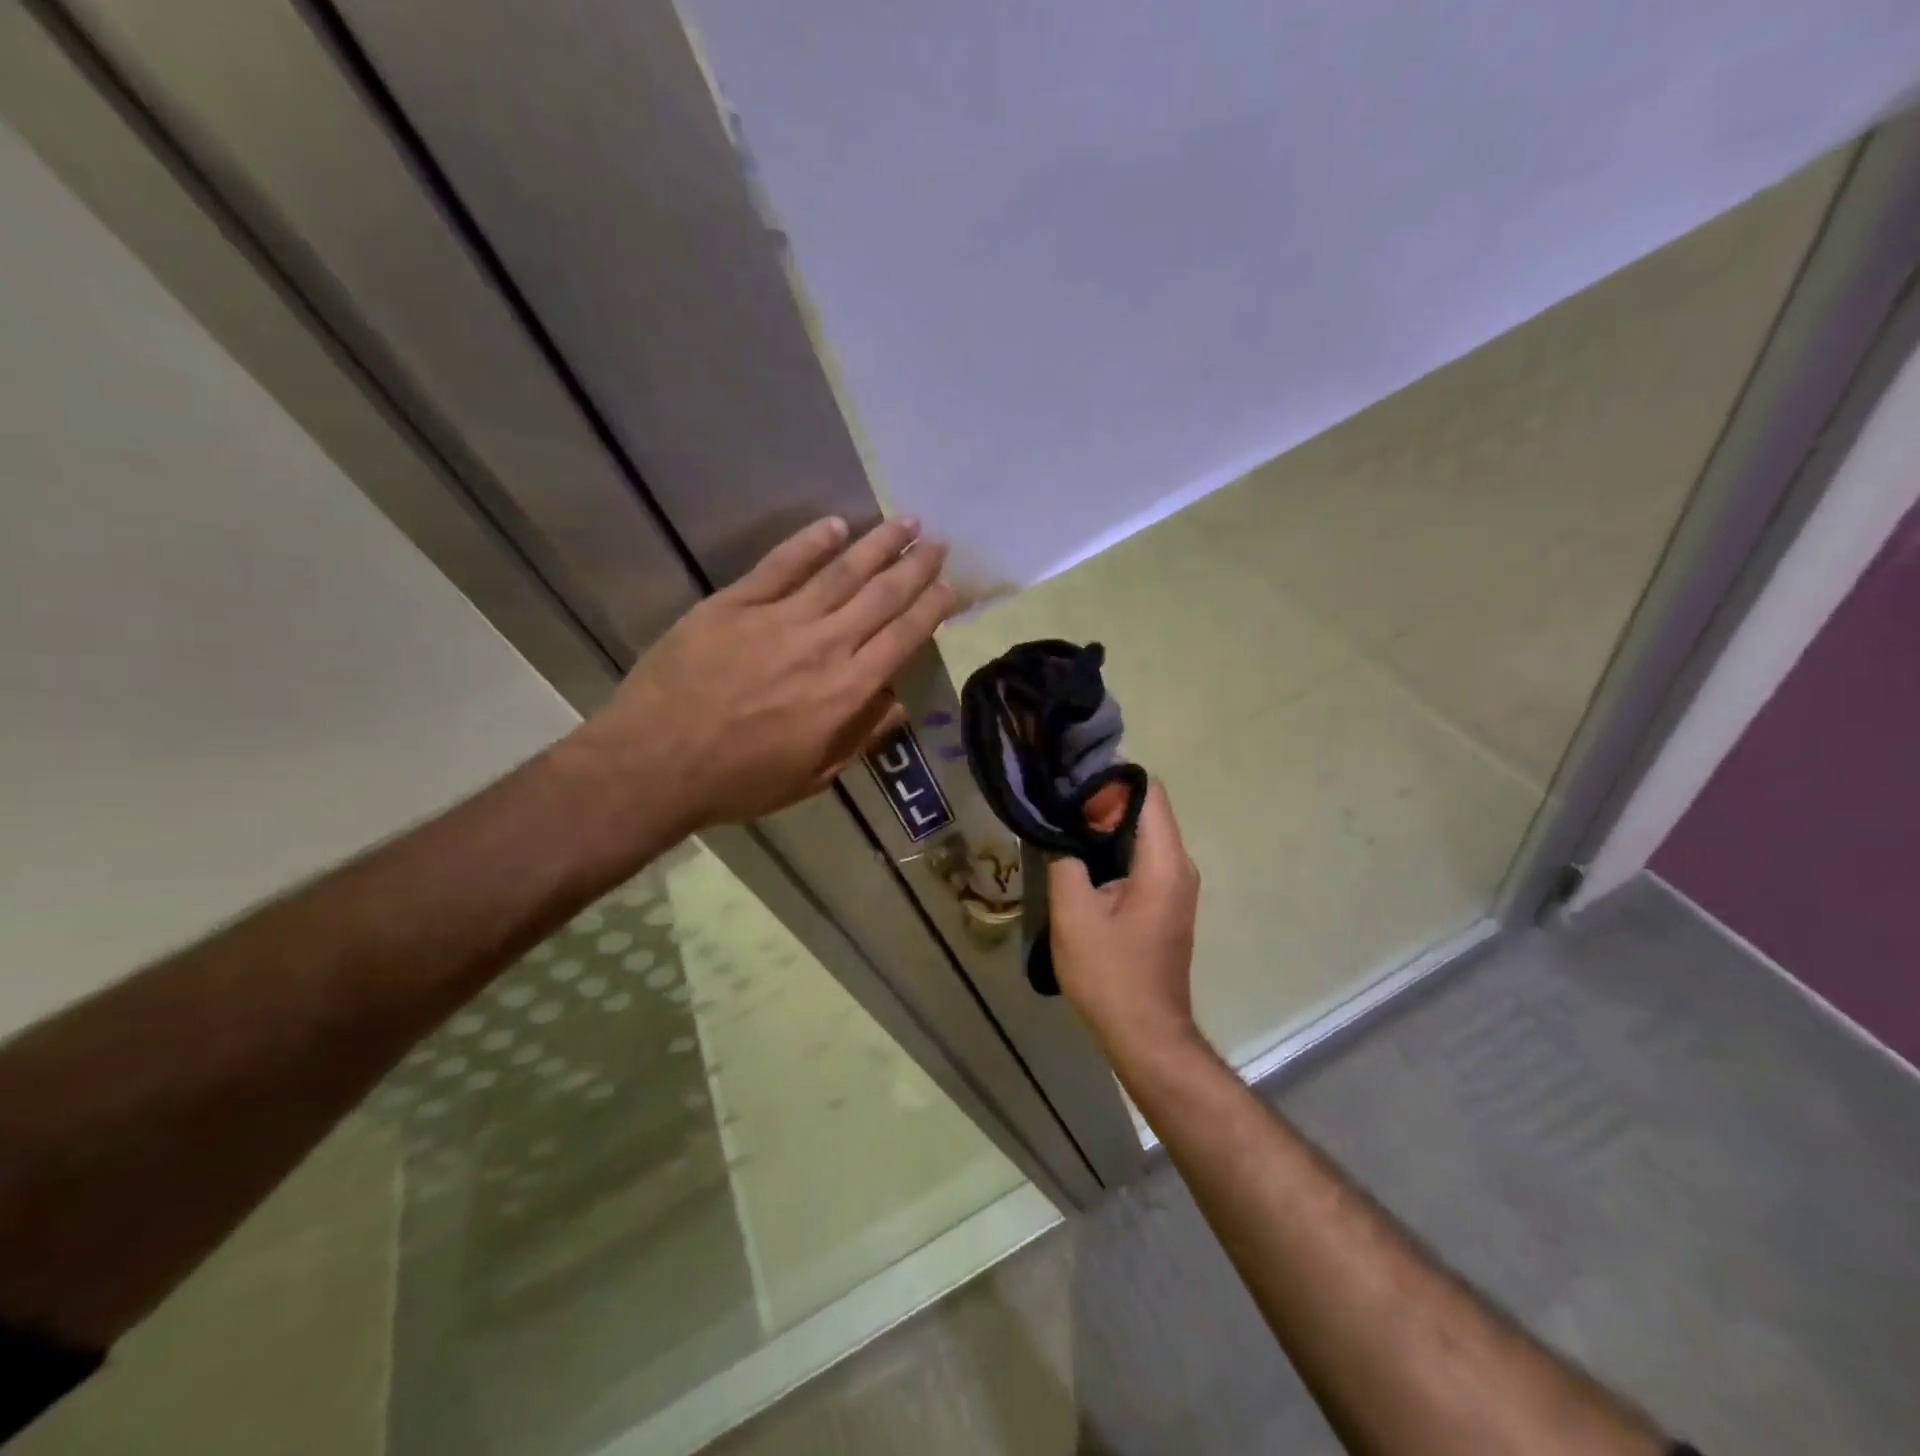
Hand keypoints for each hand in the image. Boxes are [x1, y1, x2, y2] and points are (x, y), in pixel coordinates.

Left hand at [573, 515, 952, 833]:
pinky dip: (810, 542)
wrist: (655, 764)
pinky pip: (781, 565)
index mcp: (846, 692)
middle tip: (938, 543)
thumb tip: (897, 704)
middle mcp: (824, 646)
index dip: (932, 607)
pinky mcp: (735, 604)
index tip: (951, 585)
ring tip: (905, 522)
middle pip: (881, 596)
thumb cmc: (739, 781)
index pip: (903, 638)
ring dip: (877, 544)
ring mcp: (778, 620)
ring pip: (840, 572)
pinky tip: (835, 525)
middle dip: (915, 567)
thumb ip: (859, 737)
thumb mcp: (813, 777)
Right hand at [1048, 782, 1201, 1055]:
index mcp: (1163, 862)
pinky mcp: (1164, 902)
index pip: (1148, 792)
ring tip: (1059, 823)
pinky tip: (1076, 856)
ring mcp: (1174, 885)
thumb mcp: (1074, 914)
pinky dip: (1111, 849)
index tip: (1069, 778)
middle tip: (1055, 799)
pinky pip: (1140, 858)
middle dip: (1101, 799)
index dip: (1110, 777)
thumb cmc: (1110, 975)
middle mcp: (1178, 865)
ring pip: (1141, 834)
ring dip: (1103, 825)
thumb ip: (1065, 860)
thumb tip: (1059, 830)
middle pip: (1145, 810)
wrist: (1145, 1035)